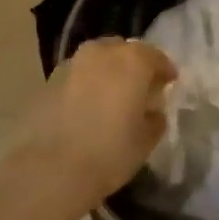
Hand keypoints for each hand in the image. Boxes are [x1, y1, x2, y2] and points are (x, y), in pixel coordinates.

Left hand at [25, 38, 176, 206]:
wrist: (51, 168)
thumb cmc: (109, 152)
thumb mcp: (145, 141)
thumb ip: (154, 119)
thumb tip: (152, 111)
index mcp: (132, 61)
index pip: (155, 56)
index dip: (164, 69)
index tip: (168, 83)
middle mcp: (102, 52)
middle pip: (124, 51)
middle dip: (134, 65)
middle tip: (140, 87)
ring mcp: (72, 63)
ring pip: (98, 59)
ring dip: (108, 72)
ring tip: (112, 96)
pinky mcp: (50, 79)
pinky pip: (78, 75)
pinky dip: (86, 84)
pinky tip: (87, 105)